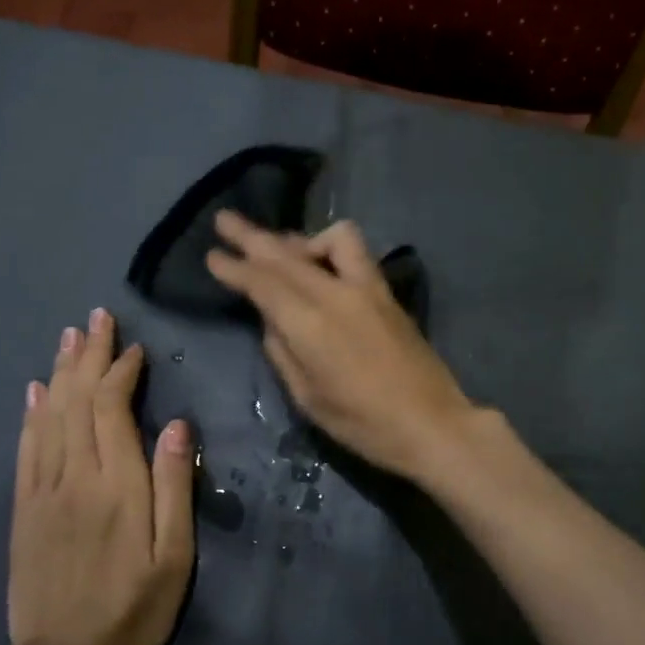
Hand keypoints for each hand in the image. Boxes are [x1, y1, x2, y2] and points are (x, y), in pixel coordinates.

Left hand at [7, 308, 194, 644]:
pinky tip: (35, 390)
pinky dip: (31, 413)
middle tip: (96, 318)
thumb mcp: (174, 555)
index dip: (121, 371)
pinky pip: (26, 448)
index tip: (134, 348)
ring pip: (48, 416)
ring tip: (68, 337)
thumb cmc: (135, 607)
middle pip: (77, 401)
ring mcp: (44, 491)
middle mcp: (75, 477)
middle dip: (89, 355)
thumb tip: (178, 426)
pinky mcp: (24, 509)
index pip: (113, 409)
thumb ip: (174, 486)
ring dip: (59, 371)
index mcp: (117, 485)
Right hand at [205, 211, 478, 479]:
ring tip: (276, 246)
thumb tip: (272, 321)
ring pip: (326, 241)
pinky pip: (354, 252)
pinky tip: (320, 262)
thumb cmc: (362, 424)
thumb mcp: (308, 398)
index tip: (212, 254)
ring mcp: (366, 288)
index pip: (262, 283)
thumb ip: (283, 352)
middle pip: (287, 255)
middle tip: (225, 220)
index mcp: (309, 324)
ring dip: (296, 239)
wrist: (431, 424)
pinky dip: (330, 247)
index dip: (235, 267)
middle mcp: (336, 294)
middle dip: (252, 237)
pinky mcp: (386, 293)